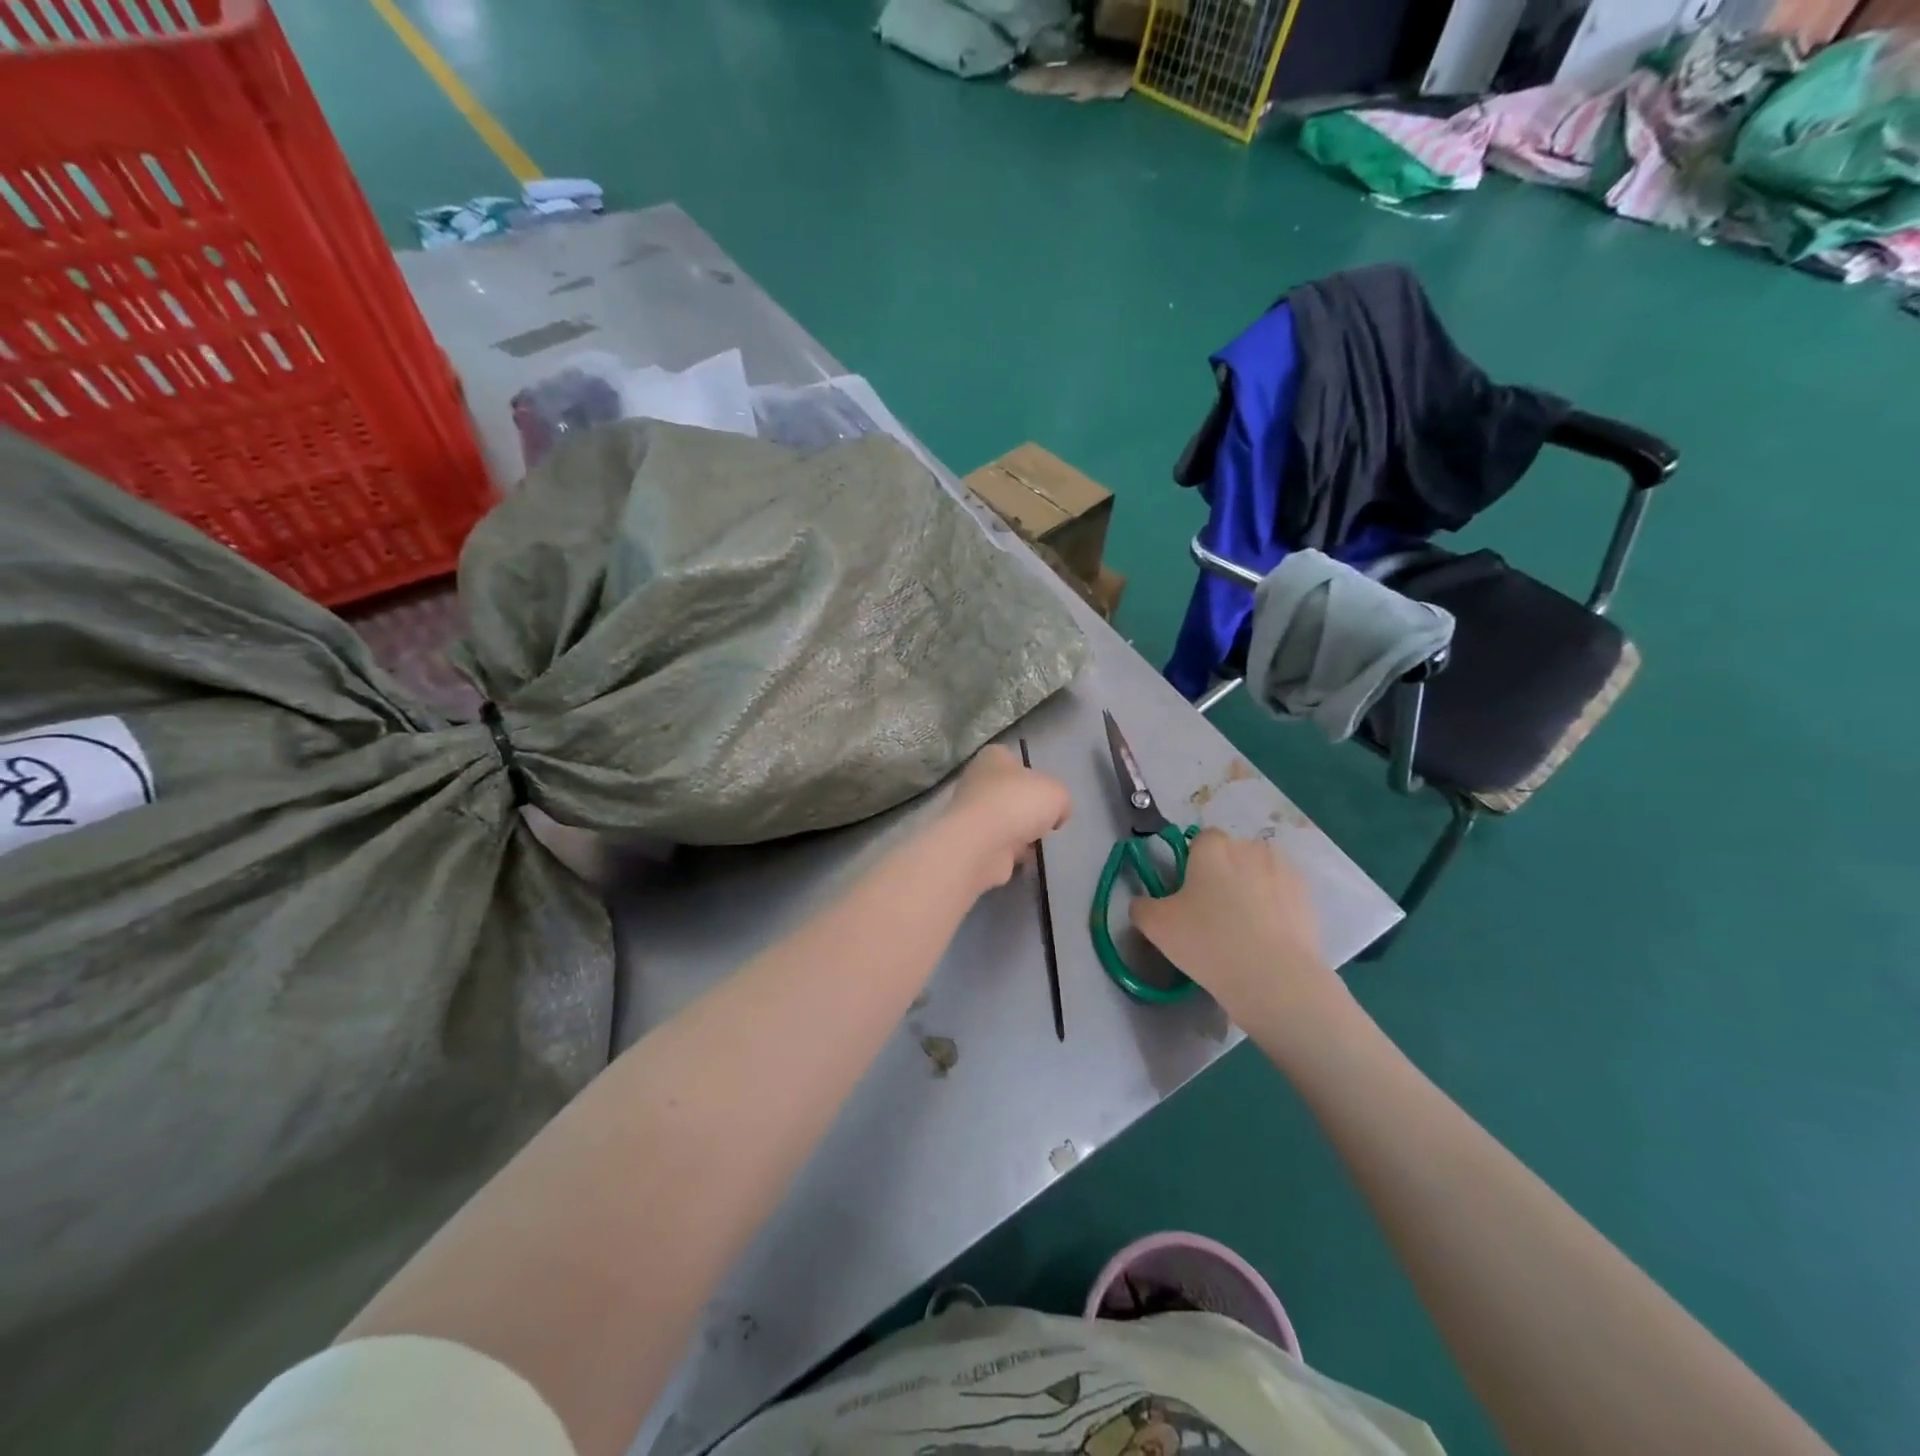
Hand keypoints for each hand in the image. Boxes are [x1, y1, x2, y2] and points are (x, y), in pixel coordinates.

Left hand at [941, 744, 1070, 893]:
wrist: (982, 844)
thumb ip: (1061, 800)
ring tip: (1037, 842)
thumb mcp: (1057, 793)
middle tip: (1046, 821)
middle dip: (1028, 809)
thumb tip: (1056, 815)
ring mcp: (972, 814)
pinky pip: (999, 845)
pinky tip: (1026, 858)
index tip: (1046, 793)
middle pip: (1010, 793)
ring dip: (1021, 833)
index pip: (1013, 759)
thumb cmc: (1018, 803)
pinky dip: (1012, 853)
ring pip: (1004, 821)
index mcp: (993, 758)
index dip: (1033, 775)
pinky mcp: (972, 842)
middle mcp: (977, 782)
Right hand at [1129, 829, 1340, 1021]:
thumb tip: (1143, 903)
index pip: (1202, 838)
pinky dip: (1275, 908)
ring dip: (1252, 888)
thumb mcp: (1156, 926)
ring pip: (1260, 872)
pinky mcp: (1308, 898)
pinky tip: (1267, 937)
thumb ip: (1142, 906)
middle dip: (1224, 873)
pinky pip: (1283, 895)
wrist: (1274, 978)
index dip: (1194, 861)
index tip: (1189, 891)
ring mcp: (1284, 871)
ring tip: (1244, 927)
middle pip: (1233, 853)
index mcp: (1212, 848)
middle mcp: (1250, 848)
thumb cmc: (1208, 942)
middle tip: (1212, 911)